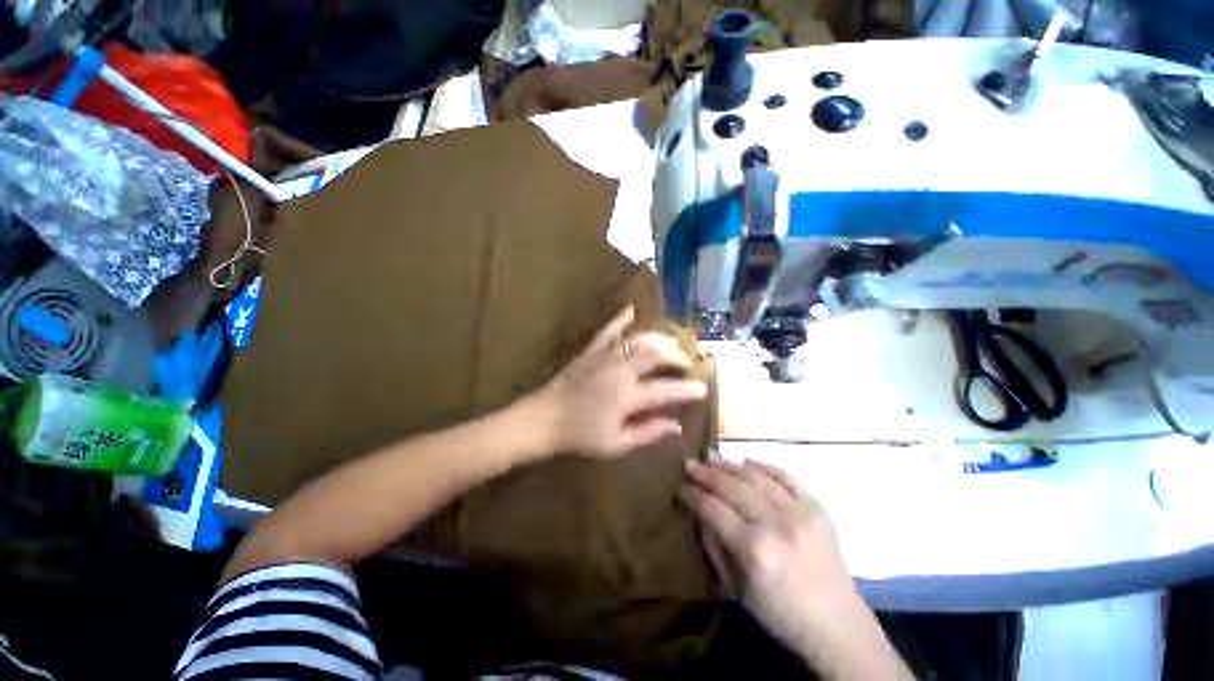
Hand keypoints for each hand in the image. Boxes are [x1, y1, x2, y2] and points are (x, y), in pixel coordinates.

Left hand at [532, 306, 707, 458]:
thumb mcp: (616, 443)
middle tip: (686, 362)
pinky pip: (608, 330)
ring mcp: (605, 356)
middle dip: (677, 355)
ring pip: (638, 338)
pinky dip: (620, 319)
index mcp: (628, 396)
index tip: (703, 388)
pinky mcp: (591, 350)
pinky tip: (631, 310)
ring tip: (670, 343)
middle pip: (656, 354)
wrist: (544, 419)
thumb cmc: (580, 436)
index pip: (667, 389)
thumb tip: (676, 426)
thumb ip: (648, 432)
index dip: (688, 389)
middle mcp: (621, 370)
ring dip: (658, 338)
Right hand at [680, 458, 890, 675]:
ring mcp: (800, 513)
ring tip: (712, 455)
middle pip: (732, 487)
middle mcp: (776, 525)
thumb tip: (699, 512)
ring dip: (730, 464)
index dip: (692, 494)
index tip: (680, 486)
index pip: (713, 509)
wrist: (837, 625)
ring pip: (756, 477)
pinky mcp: (818, 508)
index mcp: (754, 550)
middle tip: (689, 463)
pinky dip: (765, 466)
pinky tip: (747, 461)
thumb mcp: (735, 588)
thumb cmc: (779, 613)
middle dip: (706, 473)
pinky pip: (786, 477)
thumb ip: (714, 545)